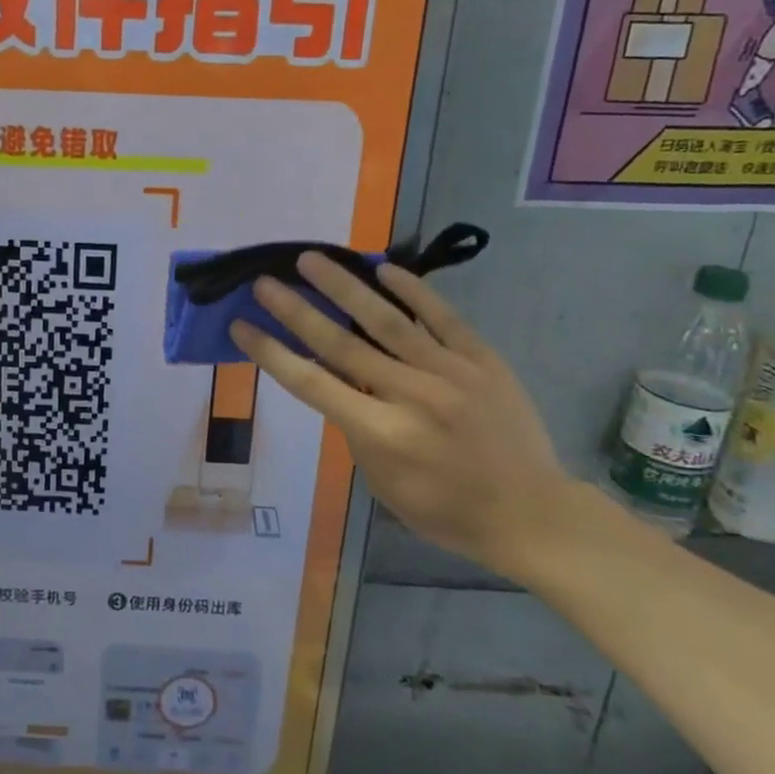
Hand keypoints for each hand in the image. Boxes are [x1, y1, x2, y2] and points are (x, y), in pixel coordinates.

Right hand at [233, 254, 577, 578]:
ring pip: (387, 320)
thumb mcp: (384, 483)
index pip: (312, 384)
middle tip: (264, 281)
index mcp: (382, 433)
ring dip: (344, 286)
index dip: (272, 353)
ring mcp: (450, 372)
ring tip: (311, 259)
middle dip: (296, 310)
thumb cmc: (446, 511)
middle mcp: (410, 395)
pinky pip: (442, 317)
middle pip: (341, 344)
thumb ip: (357, 430)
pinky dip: (413, 291)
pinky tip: (384, 268)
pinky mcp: (483, 360)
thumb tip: (343, 384)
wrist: (532, 514)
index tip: (242, 326)